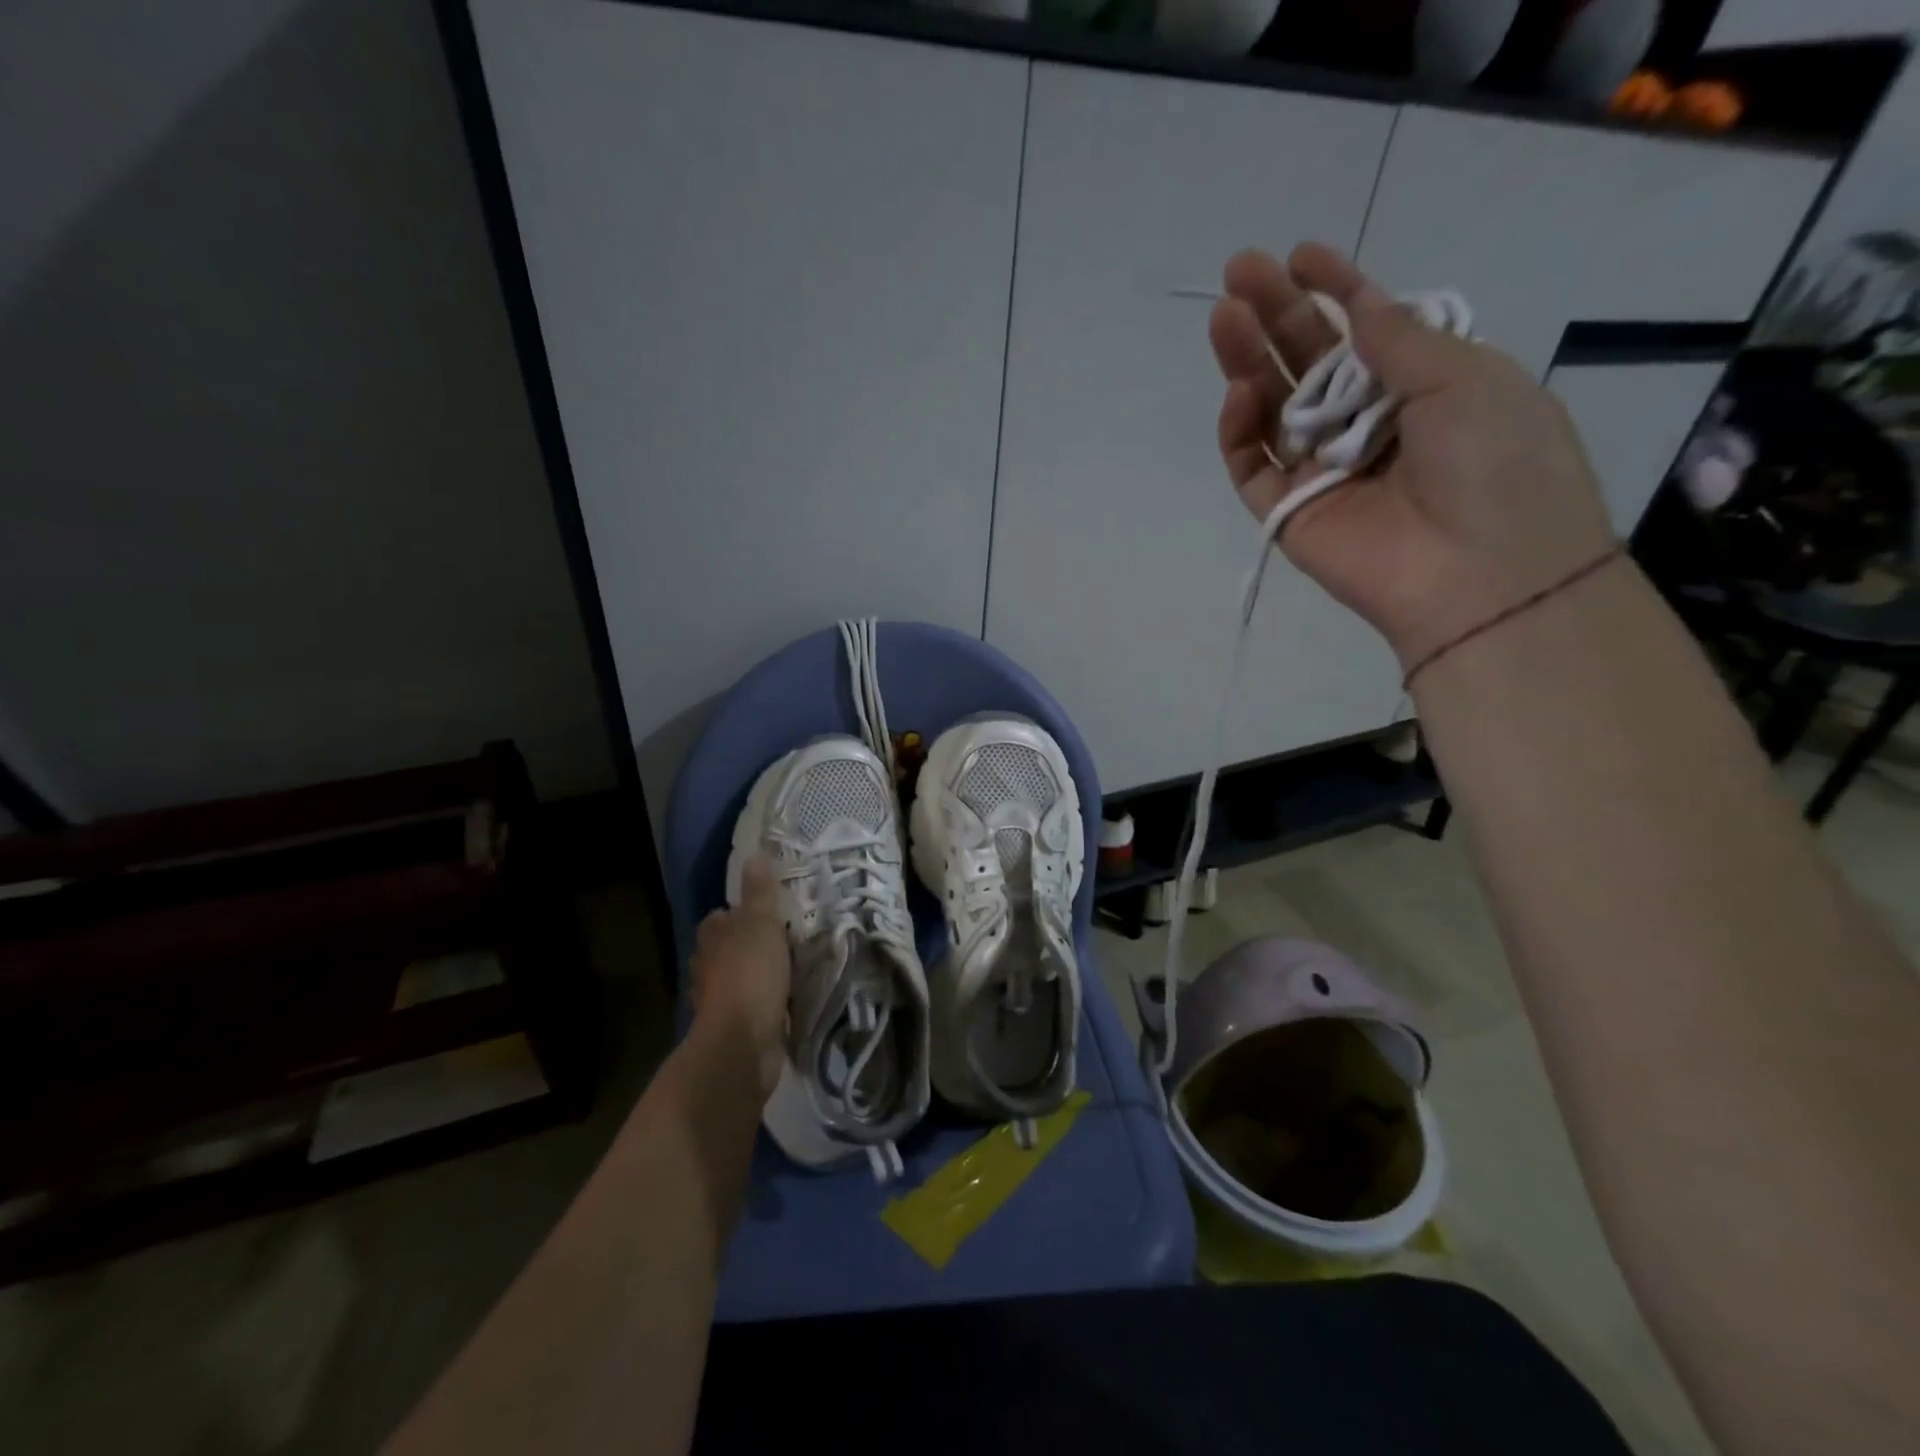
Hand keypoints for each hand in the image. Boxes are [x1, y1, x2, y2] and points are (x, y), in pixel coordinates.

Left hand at [689, 858, 790, 1098]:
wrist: (742, 1045)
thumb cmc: (751, 975)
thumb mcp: (762, 924)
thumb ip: (759, 892)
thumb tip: (754, 855)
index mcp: (712, 938)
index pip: (720, 917)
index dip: (738, 913)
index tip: (763, 912)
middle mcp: (707, 967)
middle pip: (725, 948)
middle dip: (746, 945)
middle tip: (781, 939)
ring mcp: (717, 1001)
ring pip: (735, 978)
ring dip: (754, 975)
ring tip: (786, 969)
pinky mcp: (733, 1028)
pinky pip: (749, 1007)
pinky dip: (762, 1003)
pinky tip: (782, 1001)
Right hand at [1207, 243, 1617, 670]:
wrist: (1479, 574)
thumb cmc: (1496, 465)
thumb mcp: (1466, 379)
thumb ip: (1400, 340)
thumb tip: (1360, 305)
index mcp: (1422, 389)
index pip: (1366, 333)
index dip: (1336, 290)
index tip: (1301, 255)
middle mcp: (1367, 426)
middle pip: (1308, 364)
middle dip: (1276, 316)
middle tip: (1240, 270)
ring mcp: (1323, 471)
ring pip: (1272, 411)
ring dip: (1247, 363)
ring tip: (1222, 318)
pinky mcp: (1288, 513)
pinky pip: (1254, 468)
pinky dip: (1240, 433)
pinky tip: (1238, 396)